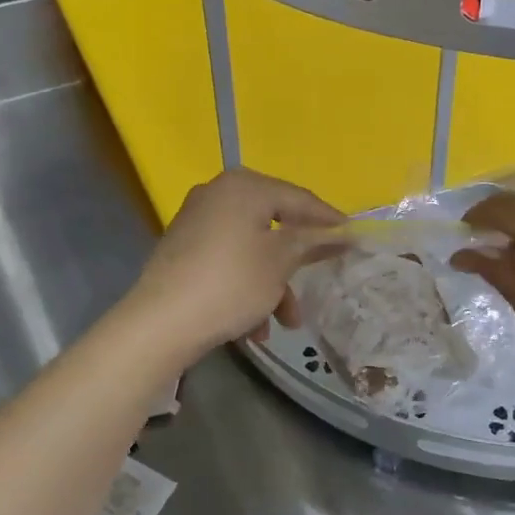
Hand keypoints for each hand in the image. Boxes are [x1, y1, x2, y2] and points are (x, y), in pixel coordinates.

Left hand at [124, 169, 344, 364]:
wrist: (159, 323)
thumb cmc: (230, 283)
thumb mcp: (280, 262)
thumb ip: (313, 241)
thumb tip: (343, 232)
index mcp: (244, 186)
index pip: (299, 198)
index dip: (329, 220)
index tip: (354, 239)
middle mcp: (218, 194)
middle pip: (274, 224)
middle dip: (296, 262)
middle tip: (320, 278)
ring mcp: (197, 221)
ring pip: (252, 249)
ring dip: (273, 284)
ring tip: (285, 323)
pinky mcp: (183, 249)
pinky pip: (228, 261)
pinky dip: (246, 287)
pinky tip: (253, 328)